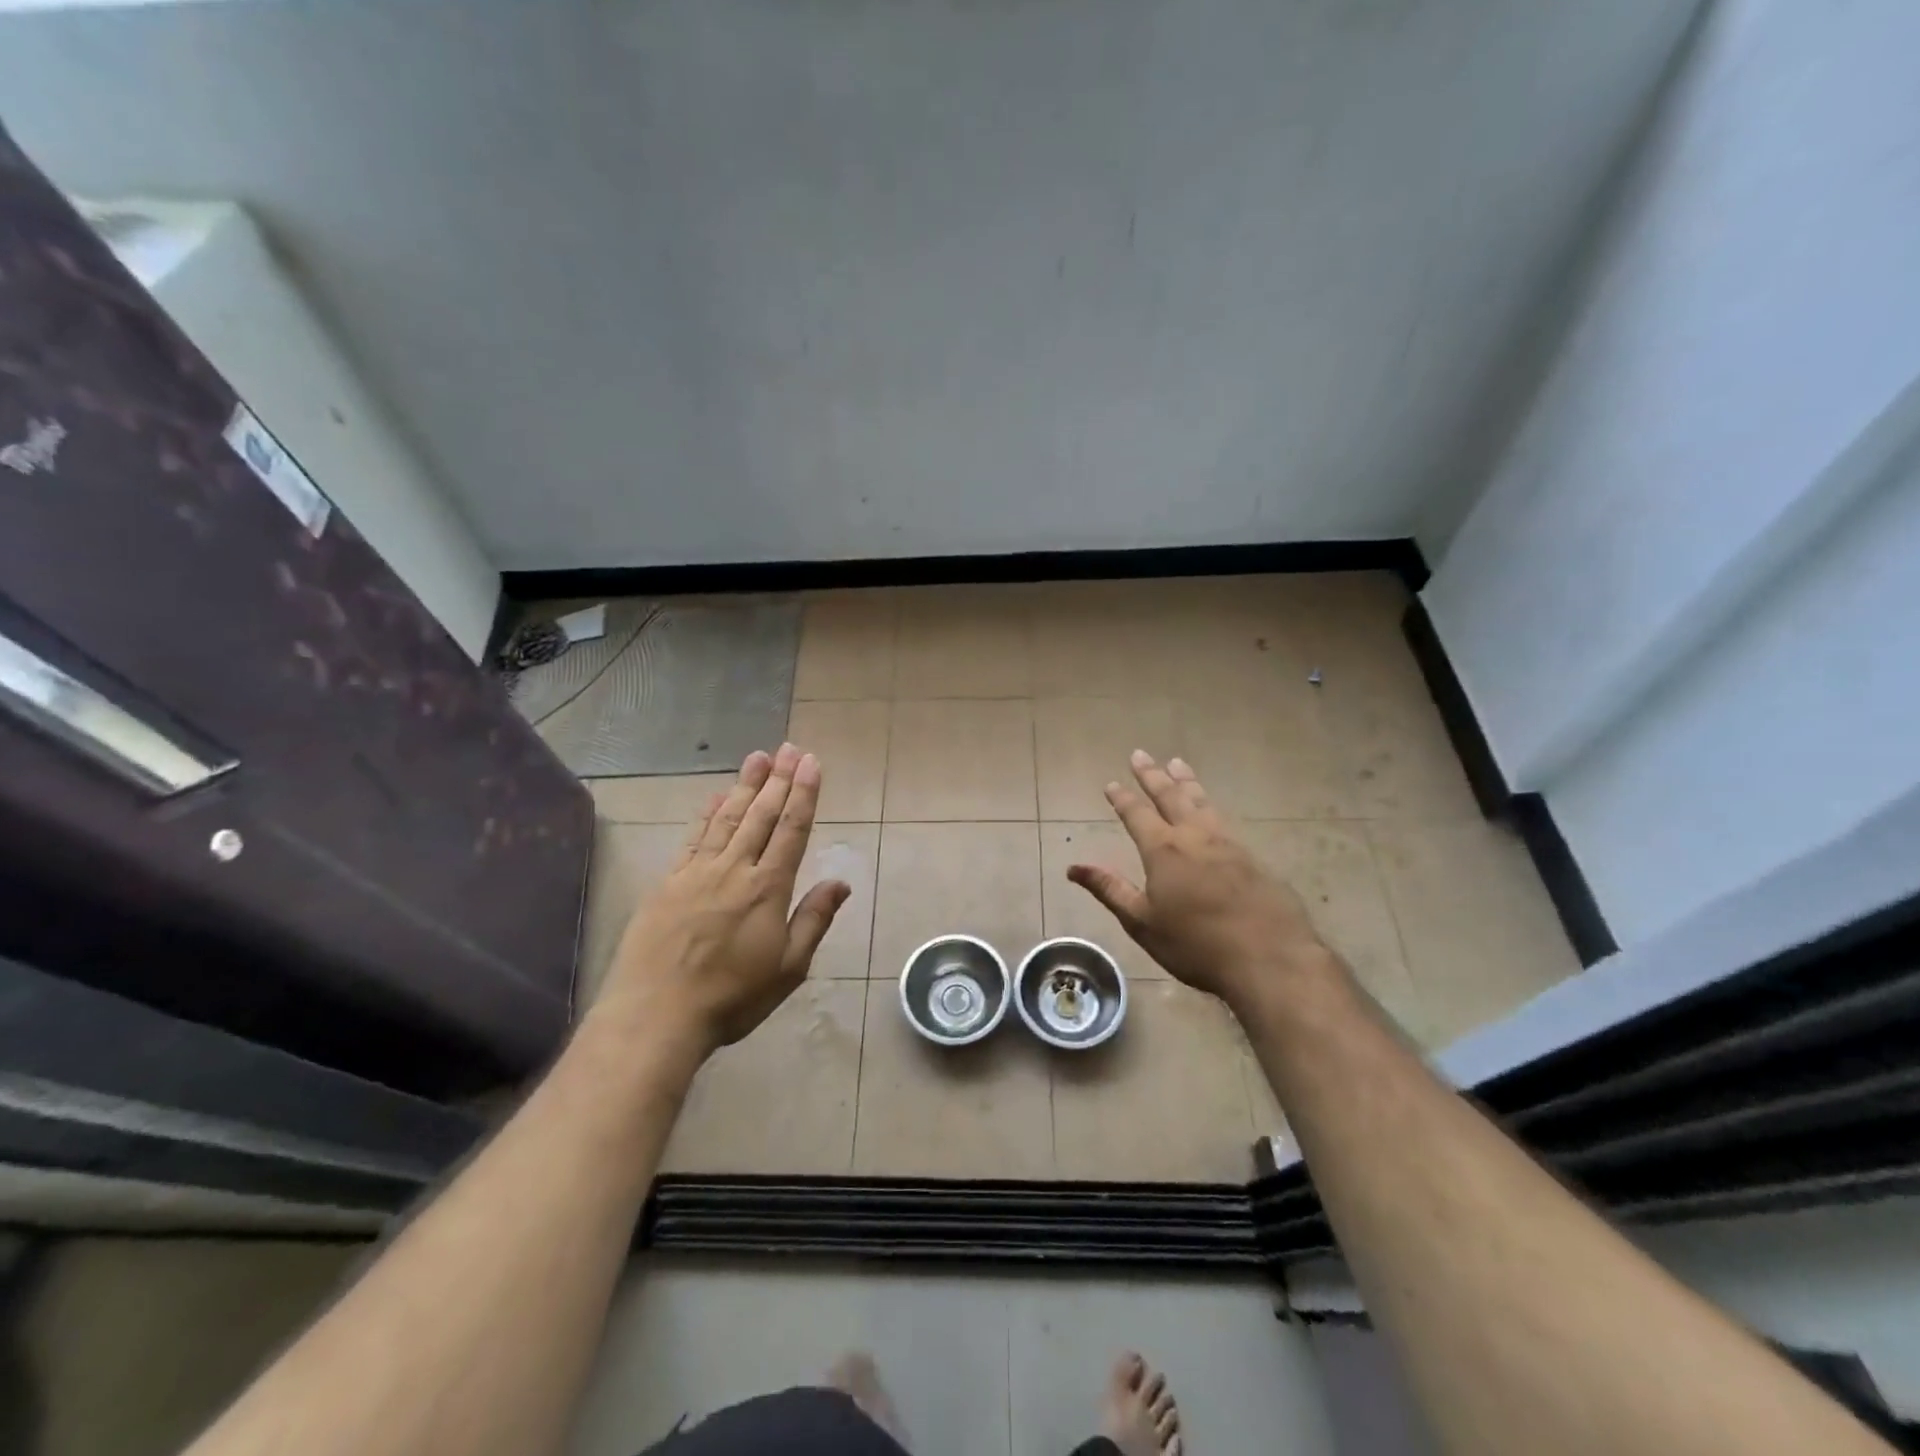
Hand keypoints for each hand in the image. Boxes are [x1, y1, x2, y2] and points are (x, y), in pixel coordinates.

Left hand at [596, 743, 849, 1057]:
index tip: (810, 762)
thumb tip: (841, 882)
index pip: (791, 830)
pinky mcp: (668, 882)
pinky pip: (693, 837)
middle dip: (778, 779)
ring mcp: (697, 872)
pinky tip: (715, 796)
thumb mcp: (788, 968)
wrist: (655, 1014)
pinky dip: (706, 812)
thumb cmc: (732, 997)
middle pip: (761, 815)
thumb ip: (814, 920)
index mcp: (767, 888)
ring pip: (727, 818)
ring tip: (758, 757)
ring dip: (745, 785)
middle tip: (788, 748)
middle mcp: (734, 869)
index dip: (803, 794)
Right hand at [1067, 751, 1327, 1014]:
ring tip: (1177, 763)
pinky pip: (1224, 819)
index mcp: (1164, 850)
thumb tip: (1073, 867)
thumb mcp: (1142, 921)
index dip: (1123, 799)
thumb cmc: (1196, 944)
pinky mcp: (1253, 858)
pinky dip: (1210, 804)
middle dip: (1152, 775)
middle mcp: (1195, 837)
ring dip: (1186, 781)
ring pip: (1202, 801)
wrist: (1269, 957)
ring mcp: (1228, 844)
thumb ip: (1110, 889)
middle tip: (1140, 754)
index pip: (1137, 815)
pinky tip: (1211, 808)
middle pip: (1170, 796)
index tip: (1111, 783)